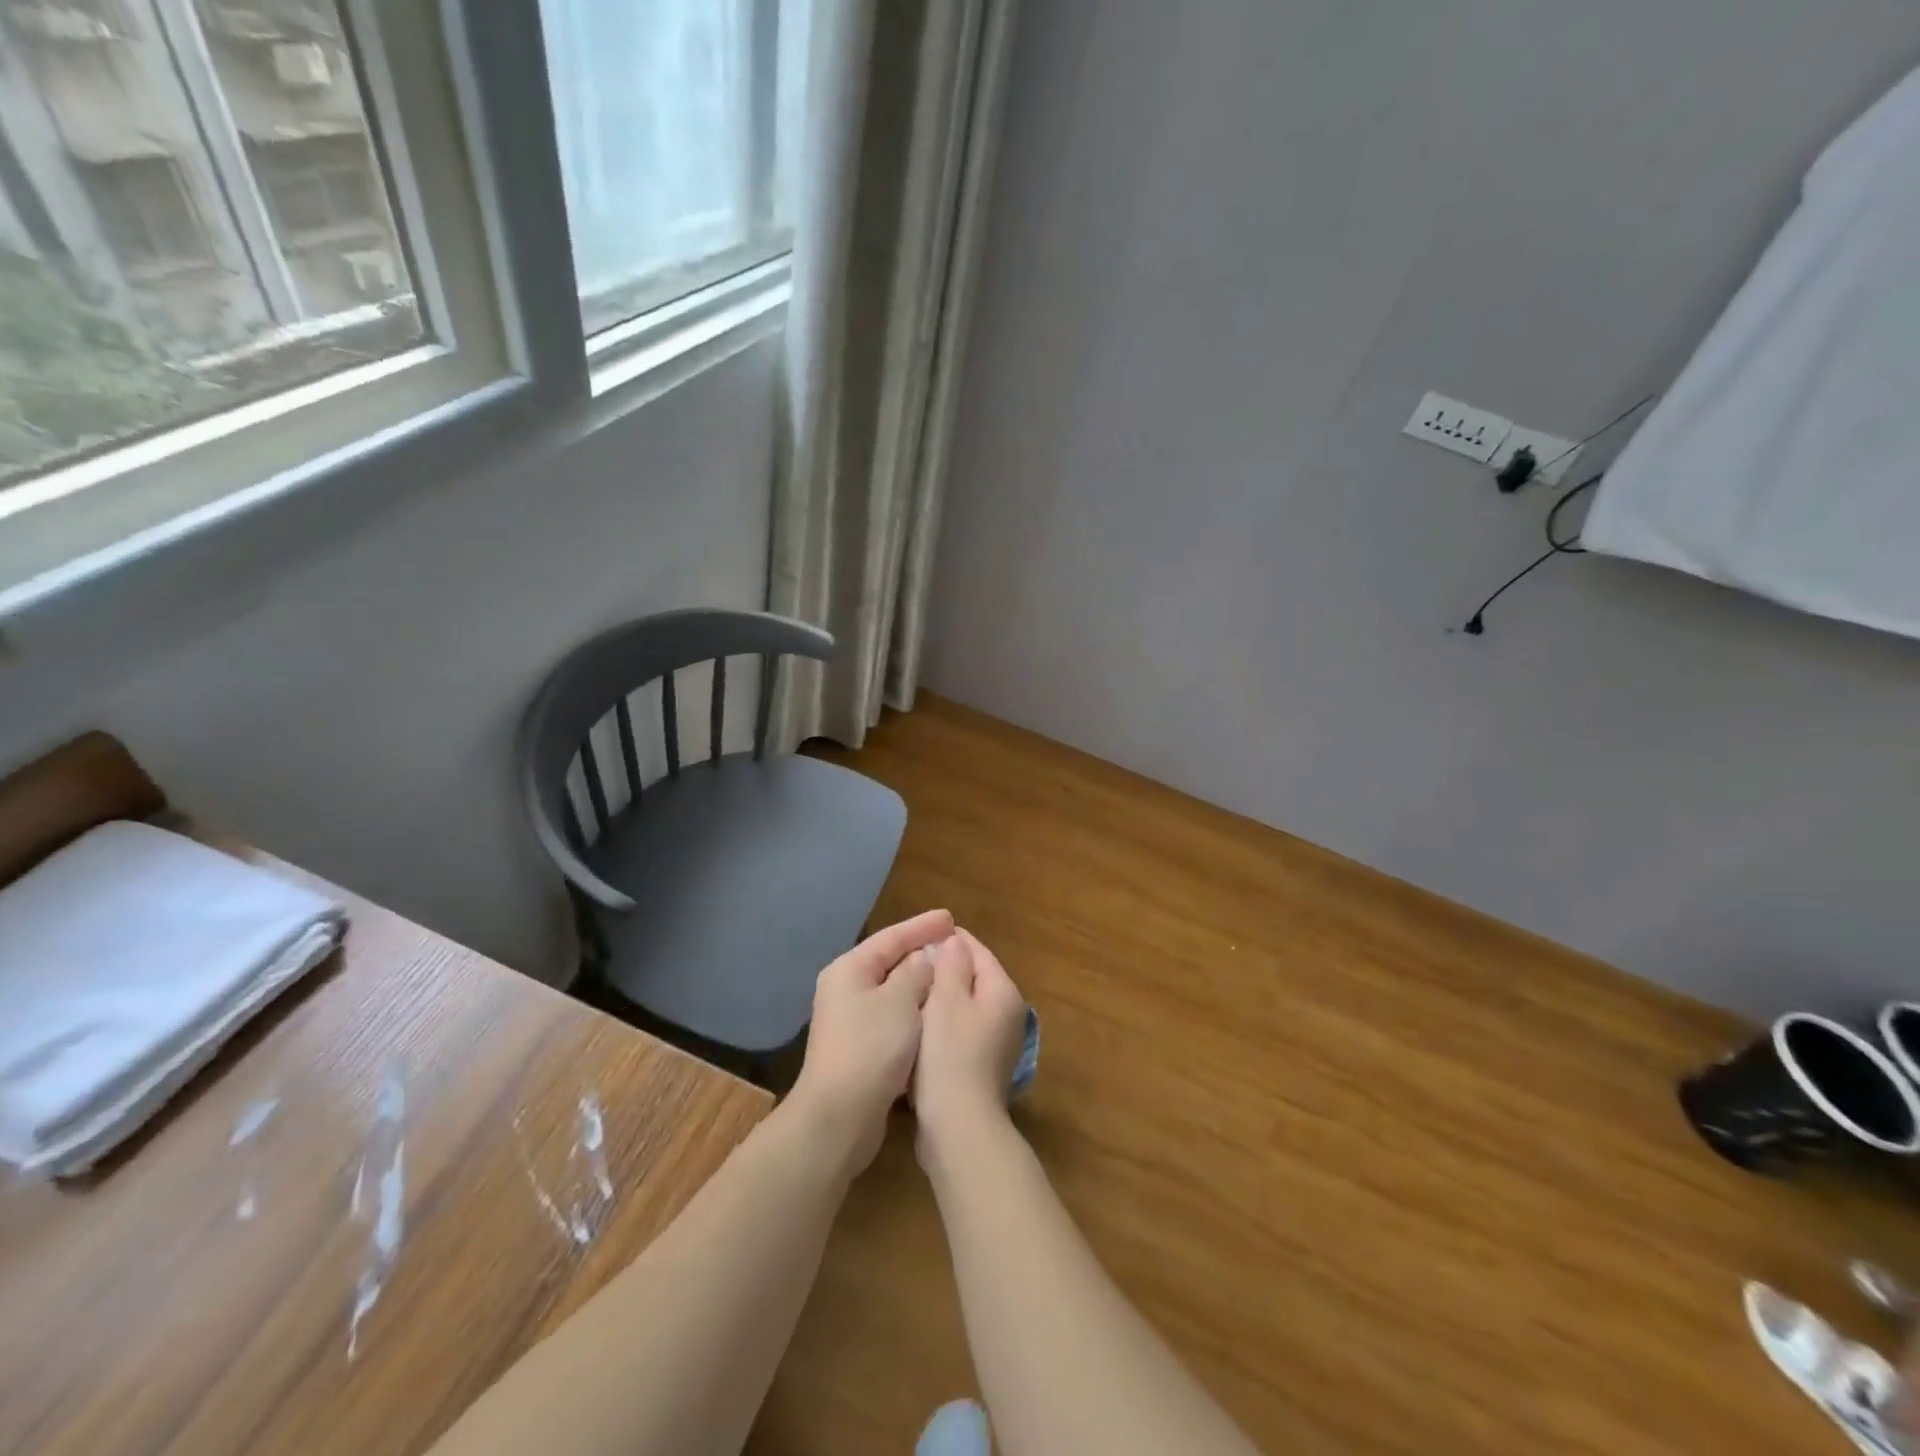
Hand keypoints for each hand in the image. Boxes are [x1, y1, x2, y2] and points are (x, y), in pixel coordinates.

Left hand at [788, 909, 951, 1176]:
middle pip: (890, 961)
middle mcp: (846, 989)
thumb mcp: (900, 1001)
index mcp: (850, 970)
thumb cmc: (871, 1048)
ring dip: (920, 983)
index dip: (922, 926)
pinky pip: (893, 1016)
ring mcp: (851, 1020)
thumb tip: (925, 957)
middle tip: (954, 944)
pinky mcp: (860, 1048)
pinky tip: (935, 1012)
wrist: (839, 1117)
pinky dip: (915, 1010)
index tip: (951, 918)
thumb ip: (916, 972)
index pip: (891, 937)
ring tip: (951, 974)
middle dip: (922, 952)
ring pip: (893, 991)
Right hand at [913, 929, 1027, 1168]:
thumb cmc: (950, 1054)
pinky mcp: (981, 1065)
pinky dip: (940, 1025)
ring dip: (939, 999)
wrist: (958, 1126)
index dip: (947, 940)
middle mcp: (1007, 1013)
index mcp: (1003, 991)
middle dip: (941, 969)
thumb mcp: (947, 999)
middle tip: (908, 967)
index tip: (916, 938)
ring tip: (907, 993)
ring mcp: (997, 1042)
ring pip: (963, 1005)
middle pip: (971, 977)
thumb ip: (951, 963)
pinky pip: (959, 1031)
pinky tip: (916, 1029)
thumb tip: (954, 940)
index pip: (976, 950)